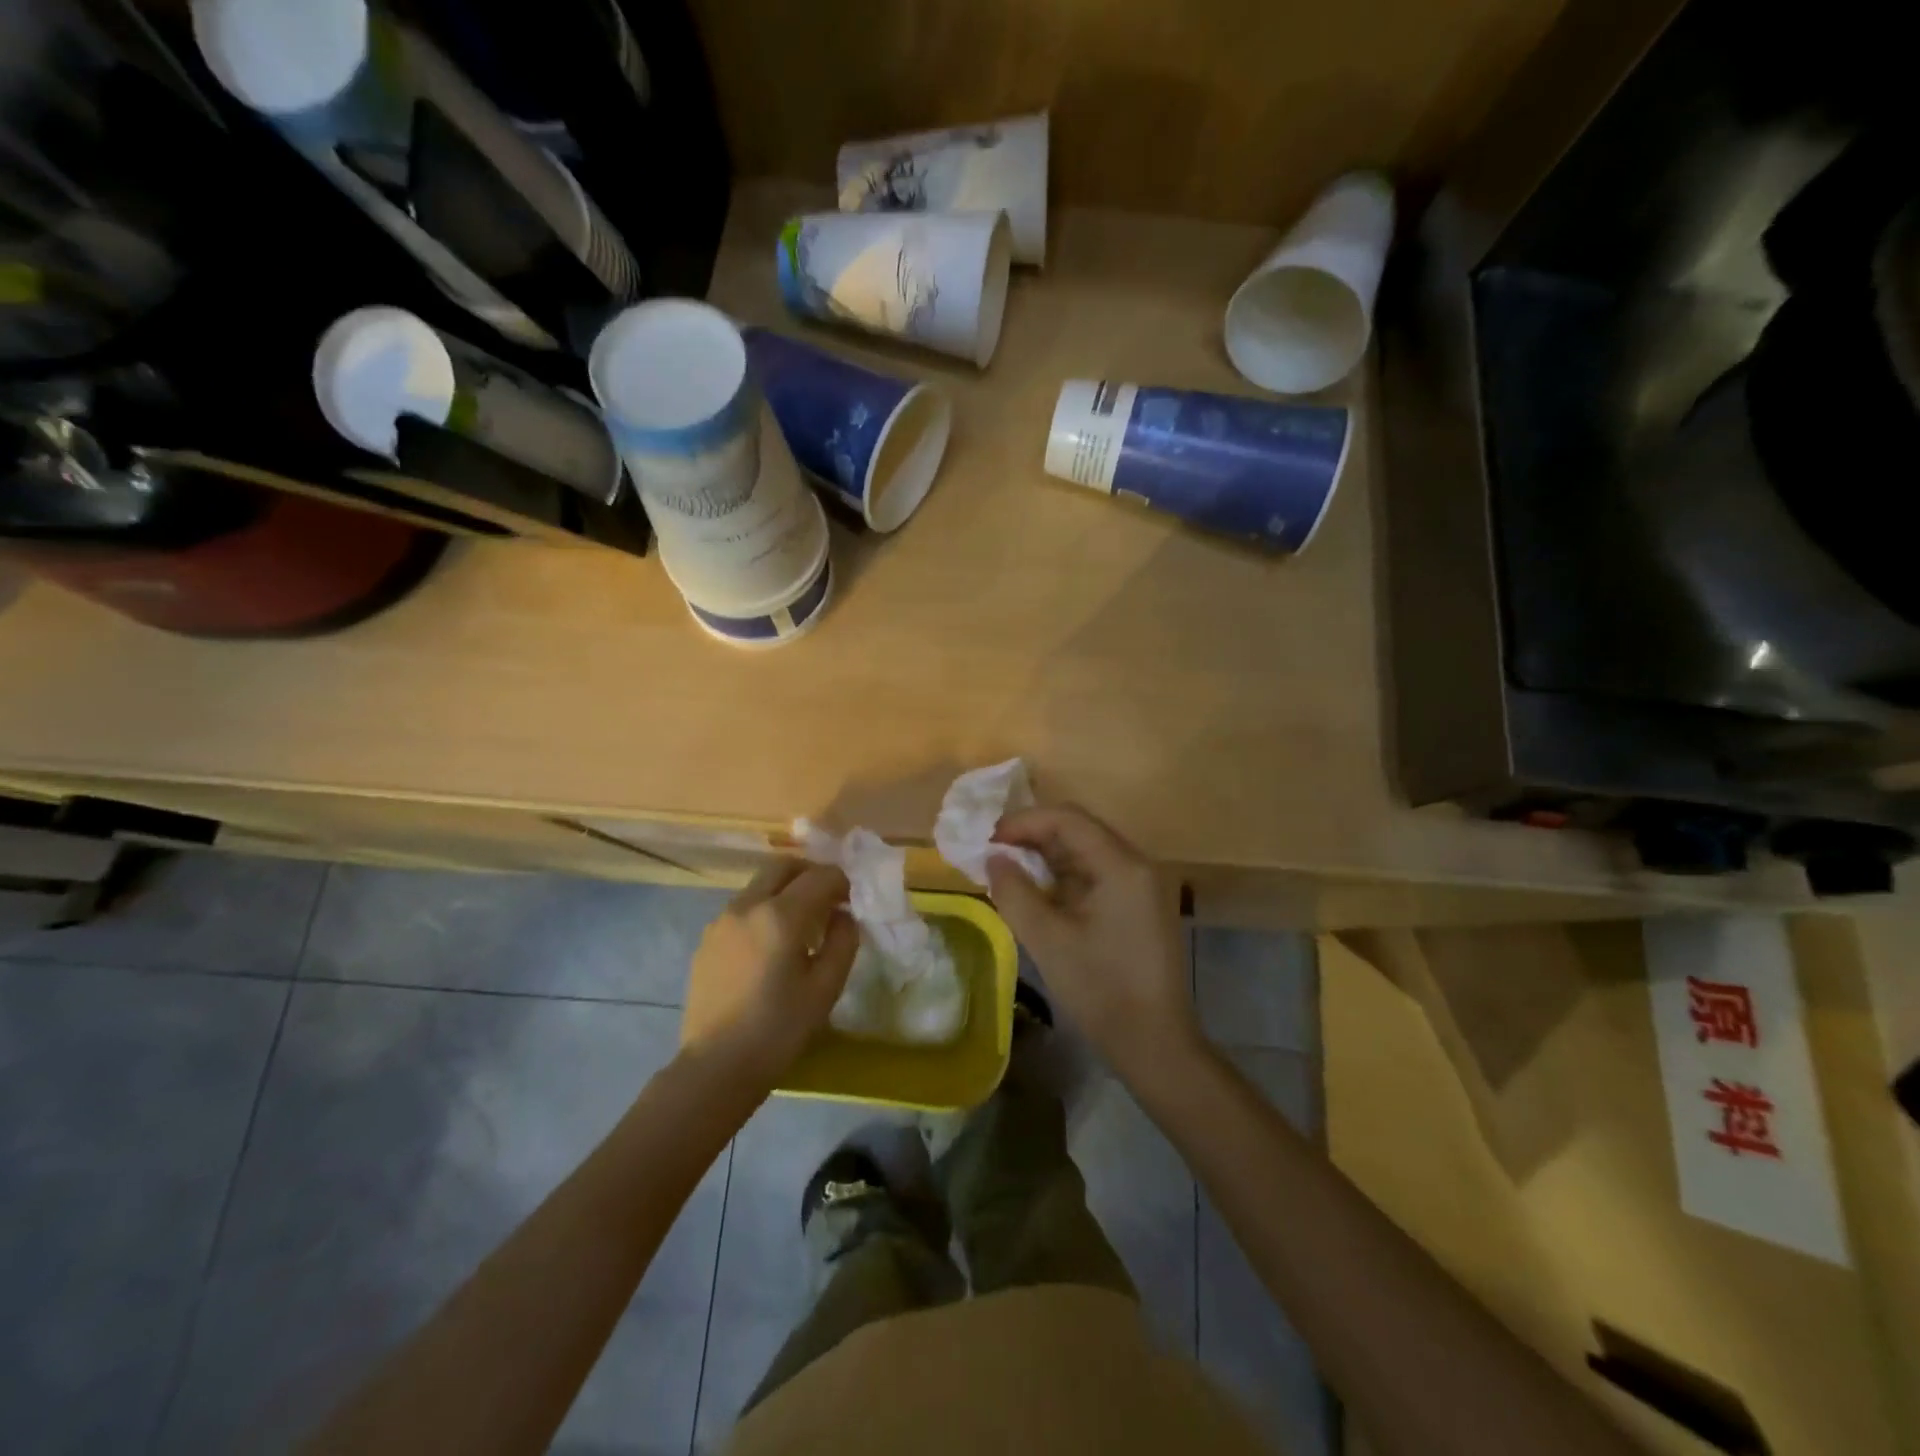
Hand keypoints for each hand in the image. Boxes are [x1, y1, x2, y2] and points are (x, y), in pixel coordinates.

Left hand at [680, 860, 858, 1089]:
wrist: (716, 1067)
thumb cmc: (779, 1029)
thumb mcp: (826, 988)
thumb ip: (843, 941)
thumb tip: (843, 915)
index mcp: (781, 915)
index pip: (820, 876)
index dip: (841, 882)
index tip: (851, 900)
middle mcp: (747, 906)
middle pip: (783, 866)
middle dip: (810, 874)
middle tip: (827, 899)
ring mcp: (721, 921)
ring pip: (759, 885)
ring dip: (785, 890)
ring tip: (799, 925)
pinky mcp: (707, 940)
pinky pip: (741, 909)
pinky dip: (763, 910)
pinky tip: (770, 946)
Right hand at [985, 805, 1201, 1083]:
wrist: (1154, 1044)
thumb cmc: (1100, 989)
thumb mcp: (1047, 940)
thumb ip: (1015, 892)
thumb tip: (994, 859)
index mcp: (1121, 865)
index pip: (1068, 819)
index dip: (1023, 822)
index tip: (988, 840)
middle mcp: (1137, 865)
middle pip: (1079, 831)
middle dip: (1033, 837)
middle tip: (994, 854)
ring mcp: (1141, 887)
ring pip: (1087, 853)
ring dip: (1047, 858)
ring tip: (1009, 873)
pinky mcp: (1138, 907)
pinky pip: (1096, 876)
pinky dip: (1064, 879)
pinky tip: (1038, 895)